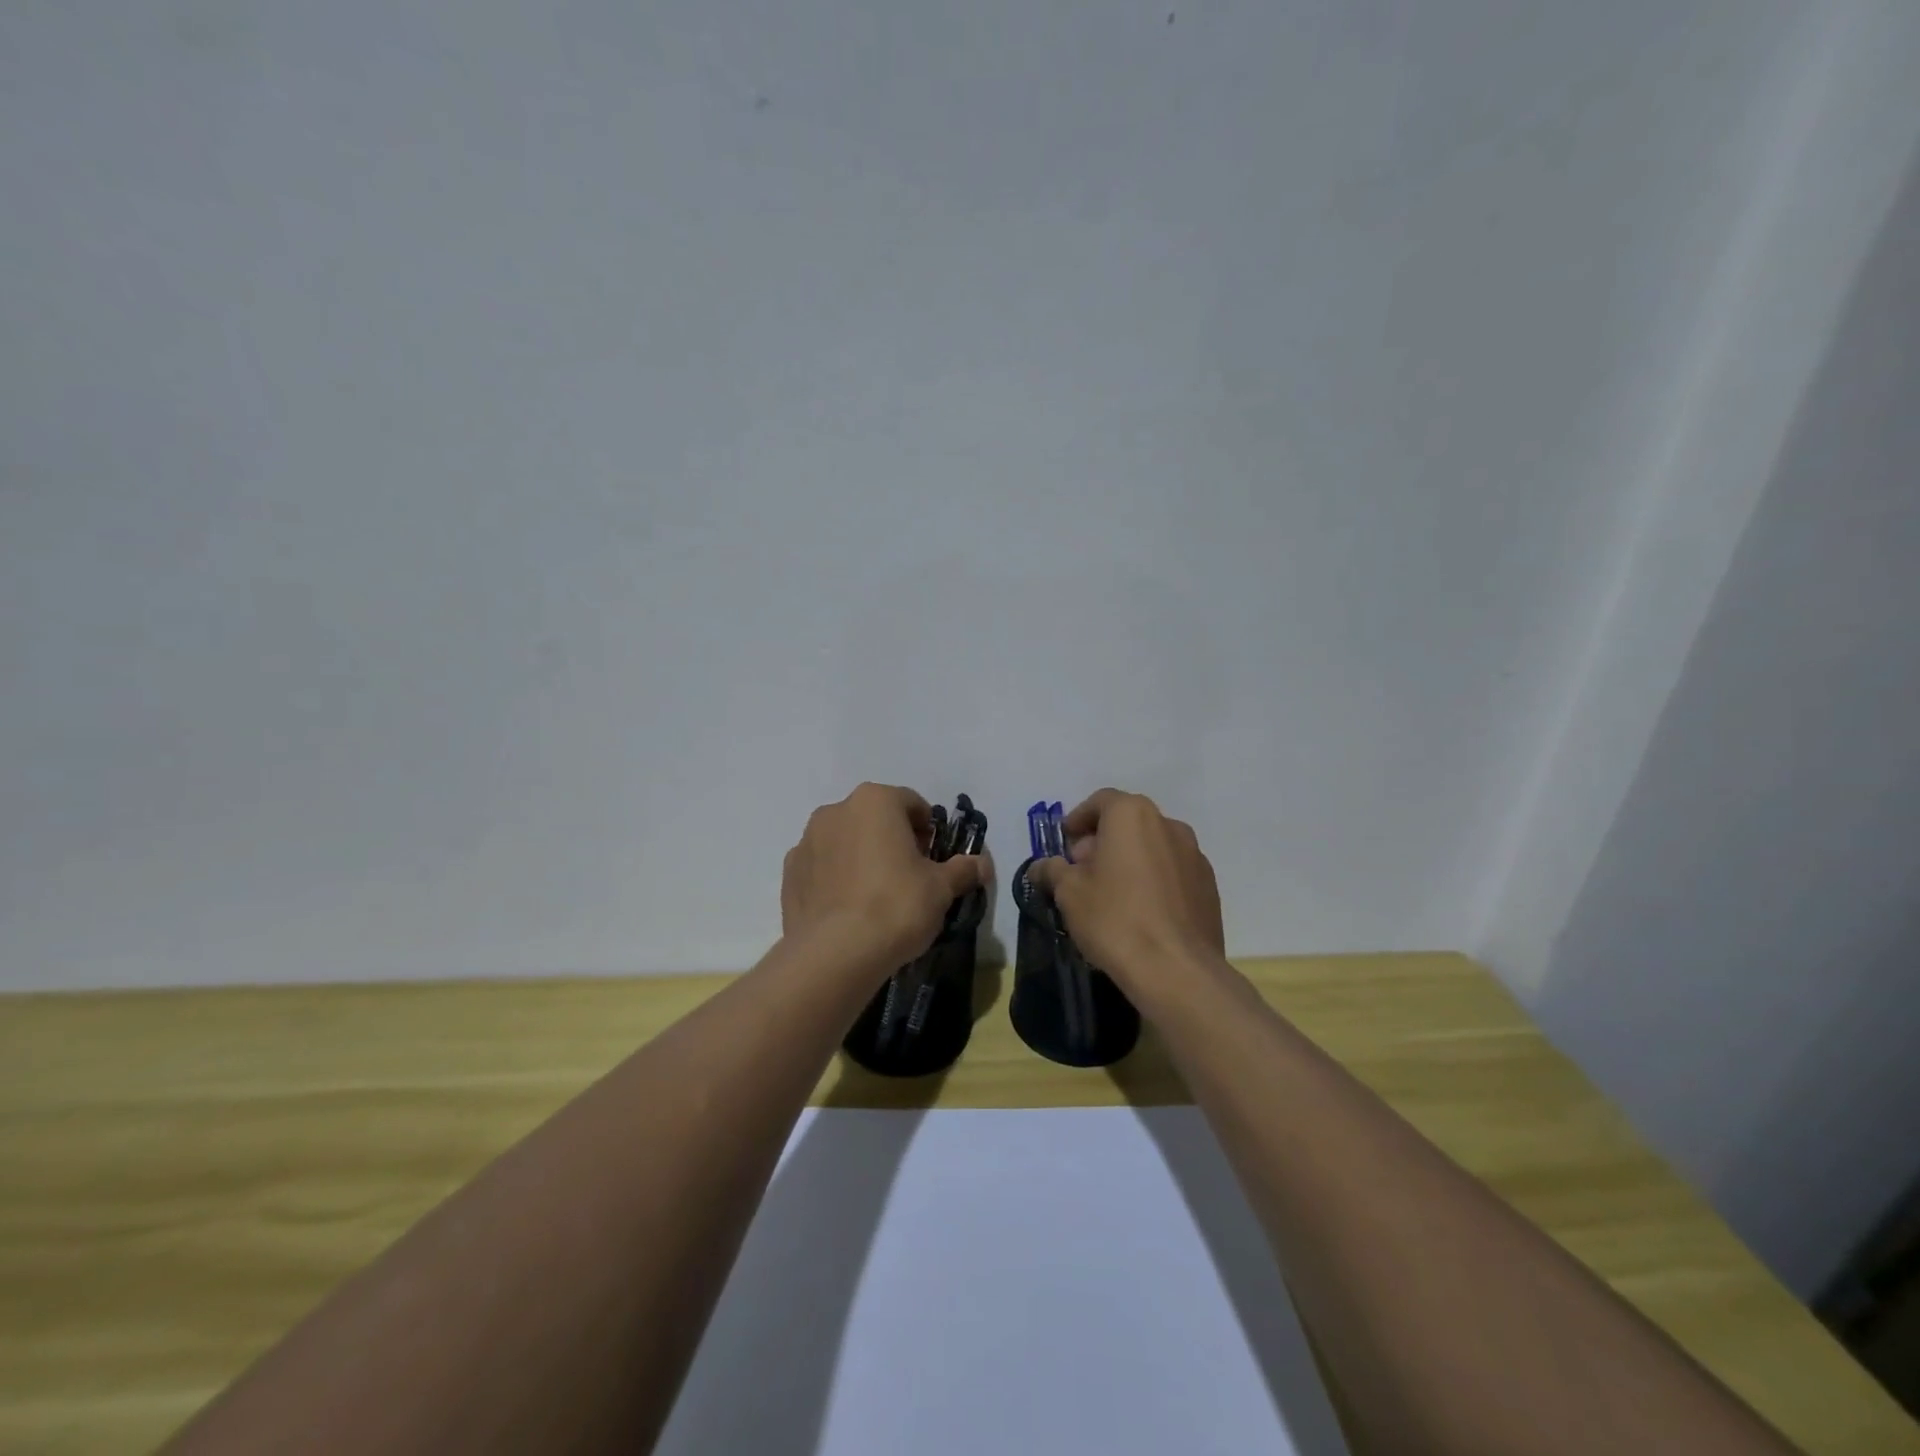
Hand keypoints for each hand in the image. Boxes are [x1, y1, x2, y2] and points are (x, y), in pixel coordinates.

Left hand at [781, 783, 988, 972]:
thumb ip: (963, 870)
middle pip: (875, 818)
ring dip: (862, 856)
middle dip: (894, 840)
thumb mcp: (941, 888)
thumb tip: (983, 864)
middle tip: (910, 877)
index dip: (928, 830)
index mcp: (875, 801)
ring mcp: (807, 841)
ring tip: (877, 896)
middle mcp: (836, 810)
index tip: (934, 859)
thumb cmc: (896, 906)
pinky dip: (836, 878)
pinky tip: (850, 909)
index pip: (912, 804)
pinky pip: (822, 867)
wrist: (835, 954)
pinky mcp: (790, 873)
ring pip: (845, 841)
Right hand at [1028, 789, 1224, 998]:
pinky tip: (1140, 912)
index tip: (1065, 844)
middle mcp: (1168, 824)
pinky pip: (1172, 872)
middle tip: (1082, 872)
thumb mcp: (1069, 893)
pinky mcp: (1209, 886)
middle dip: (1102, 841)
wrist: (1177, 970)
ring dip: (1130, 860)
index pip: (1100, 801)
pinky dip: (1153, 880)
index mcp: (1132, 815)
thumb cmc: (1114, 919)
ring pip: (1153, 846)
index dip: (1078, 820)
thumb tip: (1041, 866)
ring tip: (1111, 894)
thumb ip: (1052, 870)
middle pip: (1128, 822)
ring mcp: (1194, 855)